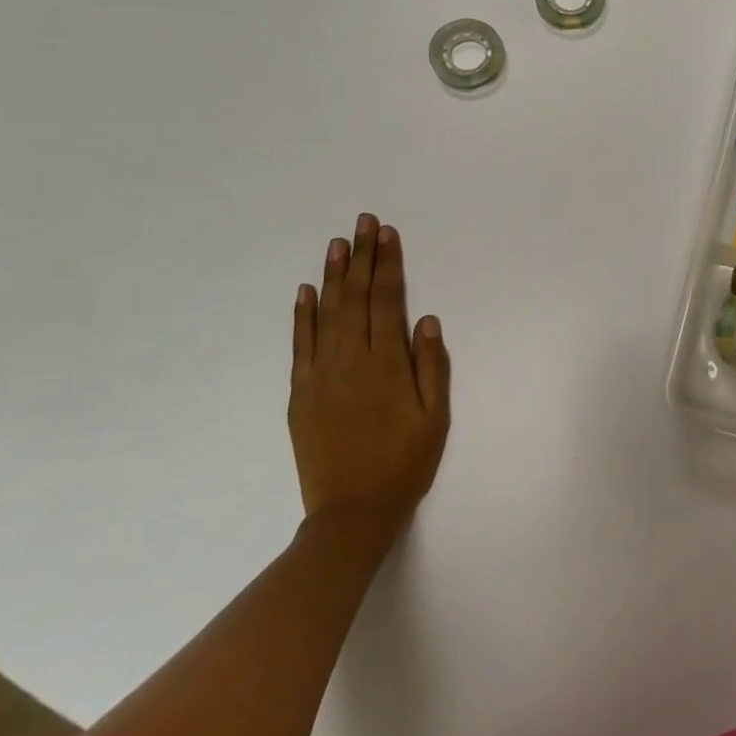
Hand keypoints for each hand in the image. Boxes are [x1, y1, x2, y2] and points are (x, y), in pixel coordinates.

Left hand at [290, 214, 449, 553]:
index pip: (387, 300)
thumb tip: (427, 320)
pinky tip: (305, 291)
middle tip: (363, 222)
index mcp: (386, 364)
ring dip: (332, 275)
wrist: (351, 513)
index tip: (387, 233)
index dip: (388, 264)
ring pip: (326, 313)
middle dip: (361, 256)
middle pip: (355, 297)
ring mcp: (320, 374)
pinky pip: (300, 344)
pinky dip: (302, 315)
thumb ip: (432, 366)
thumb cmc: (404, 464)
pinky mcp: (300, 392)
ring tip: (336, 243)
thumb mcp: (435, 418)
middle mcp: (350, 360)